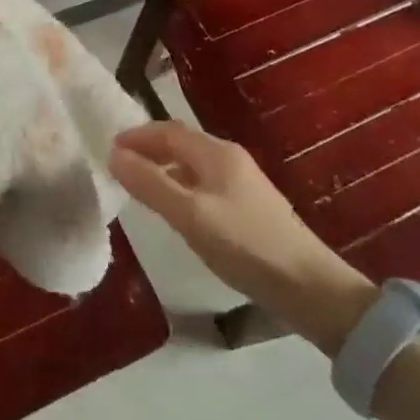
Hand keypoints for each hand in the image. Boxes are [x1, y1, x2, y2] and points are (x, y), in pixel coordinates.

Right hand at [111, 122, 376, 355]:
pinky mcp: (250, 206)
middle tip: (120, 165)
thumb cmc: (245, 245)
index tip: (109, 148)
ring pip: (194, 164)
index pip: (168, 131)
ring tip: (141, 186)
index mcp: (216, 153)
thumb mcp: (189, 215)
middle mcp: (230, 159)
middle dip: (150, 149)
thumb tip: (113, 155)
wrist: (309, 288)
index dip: (137, 136)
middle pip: (182, 144)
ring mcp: (243, 182)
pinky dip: (182, 186)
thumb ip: (150, 184)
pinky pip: (205, 184)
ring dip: (165, 168)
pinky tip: (177, 211)